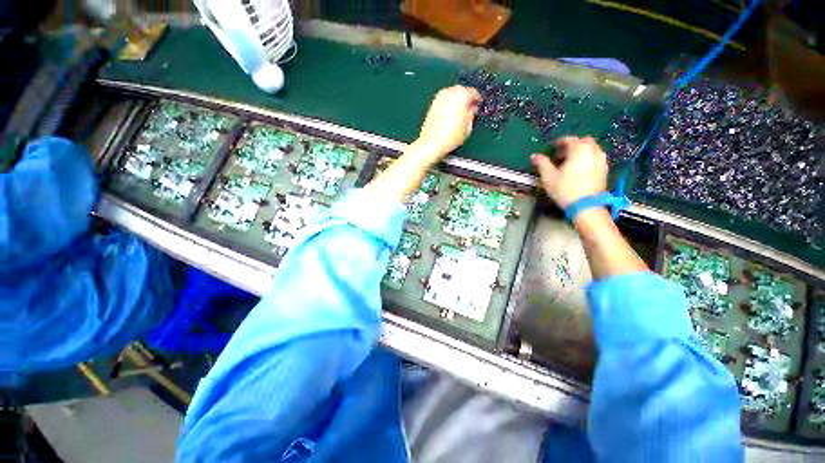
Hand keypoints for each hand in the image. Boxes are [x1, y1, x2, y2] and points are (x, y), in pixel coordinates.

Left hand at [414, 86, 480, 163]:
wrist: (431, 143)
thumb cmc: (448, 137)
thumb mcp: (468, 128)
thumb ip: (472, 115)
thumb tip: (472, 111)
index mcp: (461, 95)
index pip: (474, 93)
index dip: (478, 100)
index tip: (479, 105)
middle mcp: (449, 92)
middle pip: (462, 91)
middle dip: (467, 99)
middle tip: (471, 109)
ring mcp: (439, 98)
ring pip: (452, 95)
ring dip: (457, 102)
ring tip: (461, 114)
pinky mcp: (433, 105)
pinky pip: (445, 101)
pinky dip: (449, 105)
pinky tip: (451, 116)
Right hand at [531, 136, 607, 208]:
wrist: (586, 206)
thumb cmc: (565, 189)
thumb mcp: (548, 177)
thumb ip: (542, 163)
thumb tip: (534, 156)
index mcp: (579, 149)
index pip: (568, 139)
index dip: (558, 143)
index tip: (551, 149)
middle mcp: (593, 151)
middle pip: (583, 141)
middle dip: (572, 146)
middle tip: (561, 155)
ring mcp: (601, 160)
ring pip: (591, 149)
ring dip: (581, 152)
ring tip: (570, 163)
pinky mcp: (604, 170)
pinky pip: (595, 158)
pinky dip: (587, 159)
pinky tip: (579, 170)